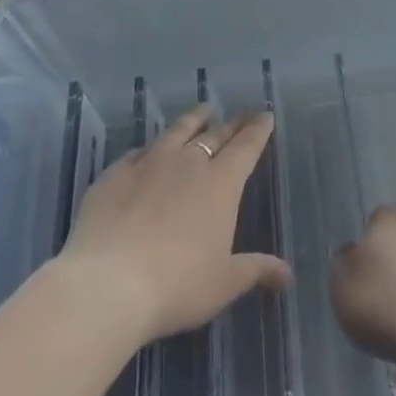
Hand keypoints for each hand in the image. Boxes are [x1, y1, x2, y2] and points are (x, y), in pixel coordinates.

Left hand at [57, 105, 291, 346]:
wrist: (108, 283)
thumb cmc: (176, 285)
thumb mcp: (223, 284)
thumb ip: (255, 271)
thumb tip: (288, 274)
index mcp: (220, 184)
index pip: (245, 147)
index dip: (257, 131)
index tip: (265, 115)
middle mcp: (187, 163)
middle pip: (214, 135)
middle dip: (231, 124)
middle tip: (241, 116)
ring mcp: (149, 163)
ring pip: (177, 131)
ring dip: (194, 119)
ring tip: (203, 110)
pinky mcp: (115, 173)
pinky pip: (138, 152)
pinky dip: (150, 149)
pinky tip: (148, 151)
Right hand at [330, 206, 395, 390]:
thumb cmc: (382, 301)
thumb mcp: (341, 284)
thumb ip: (342, 264)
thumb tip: (352, 255)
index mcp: (388, 220)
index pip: (374, 220)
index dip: (364, 241)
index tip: (357, 268)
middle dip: (385, 265)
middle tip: (371, 294)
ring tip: (391, 319)